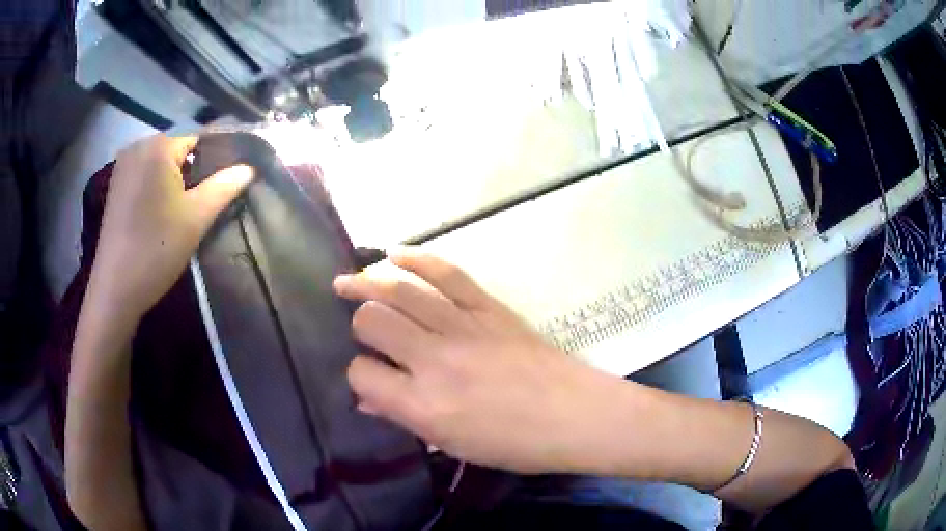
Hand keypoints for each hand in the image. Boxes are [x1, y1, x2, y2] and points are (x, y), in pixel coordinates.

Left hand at [89, 134, 253, 320]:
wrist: (116, 288)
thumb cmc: (157, 249)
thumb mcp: (197, 217)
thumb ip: (225, 186)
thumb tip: (250, 168)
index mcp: (158, 146)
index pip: (198, 140)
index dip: (214, 161)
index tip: (223, 187)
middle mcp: (138, 146)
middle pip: (178, 151)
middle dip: (192, 172)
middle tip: (202, 204)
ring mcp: (122, 166)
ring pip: (160, 164)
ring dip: (174, 182)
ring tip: (182, 211)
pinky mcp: (115, 186)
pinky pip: (144, 175)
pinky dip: (156, 188)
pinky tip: (159, 214)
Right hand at [333, 249, 624, 473]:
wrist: (575, 414)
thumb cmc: (515, 443)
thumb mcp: (452, 444)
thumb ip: (404, 417)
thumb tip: (366, 396)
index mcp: (423, 405)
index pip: (362, 374)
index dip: (357, 373)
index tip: (367, 375)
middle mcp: (434, 360)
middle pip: (372, 321)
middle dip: (359, 323)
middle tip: (362, 329)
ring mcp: (462, 327)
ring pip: (399, 290)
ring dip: (367, 281)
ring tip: (347, 282)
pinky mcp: (488, 307)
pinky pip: (445, 273)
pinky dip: (416, 258)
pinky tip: (394, 253)